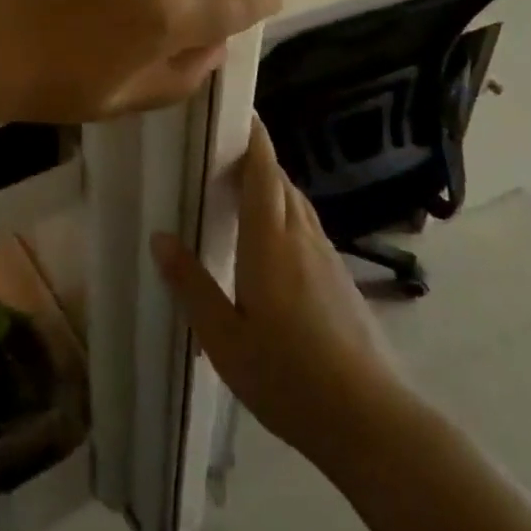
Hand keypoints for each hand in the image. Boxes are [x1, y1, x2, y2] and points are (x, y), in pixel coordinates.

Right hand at [151, 115, 401, 466]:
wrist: (369, 419)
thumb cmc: (287, 376)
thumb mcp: (224, 338)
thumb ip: (192, 285)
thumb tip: (160, 237)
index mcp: (271, 242)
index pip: (263, 172)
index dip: (254, 137)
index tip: (239, 111)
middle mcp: (302, 237)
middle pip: (280, 181)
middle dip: (256, 158)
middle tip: (221, 152)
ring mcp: (327, 257)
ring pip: (297, 203)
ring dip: (272, 185)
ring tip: (241, 191)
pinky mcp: (340, 278)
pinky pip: (307, 227)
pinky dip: (285, 214)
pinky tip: (271, 242)